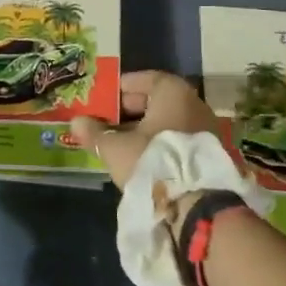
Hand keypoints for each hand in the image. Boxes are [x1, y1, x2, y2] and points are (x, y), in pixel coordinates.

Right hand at [70, 70, 215, 192]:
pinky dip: (160, 143)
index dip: (122, 88)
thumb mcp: (116, 148)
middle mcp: (194, 103)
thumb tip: (76, 122)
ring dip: (145, 129)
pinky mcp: (209, 153)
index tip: (103, 98)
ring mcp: (205, 129)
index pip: (145, 79)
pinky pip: (178, 139)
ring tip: (120, 142)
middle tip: (107, 121)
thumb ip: (95, 133)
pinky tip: (142, 157)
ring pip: (167, 122)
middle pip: (157, 100)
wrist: (197, 206)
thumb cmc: (153, 162)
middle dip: (130, 110)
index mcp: (173, 92)